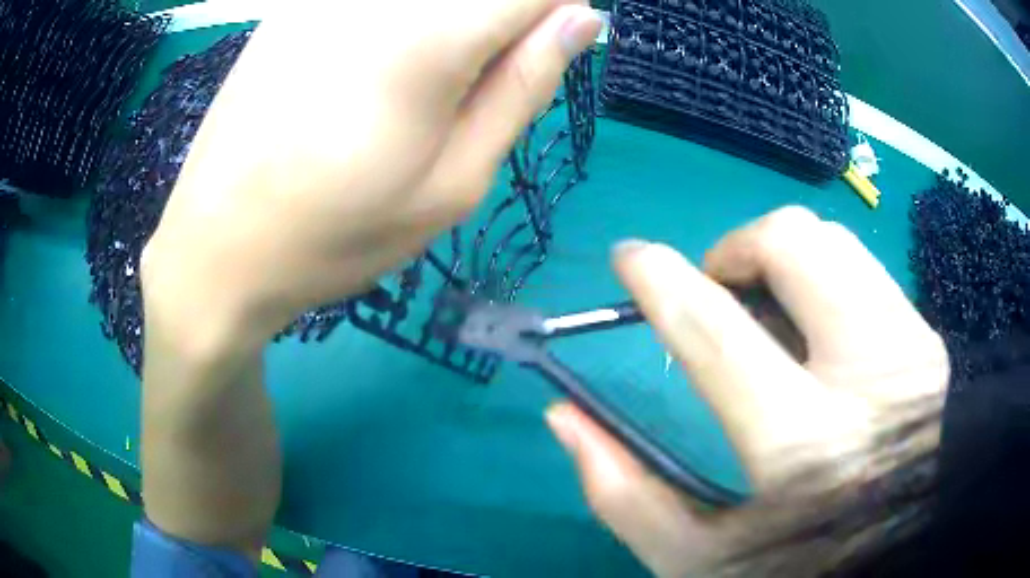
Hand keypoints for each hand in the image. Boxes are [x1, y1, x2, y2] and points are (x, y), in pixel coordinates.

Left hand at [141, 0, 602, 349]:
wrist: (216, 250)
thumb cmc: (337, 235)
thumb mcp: (452, 182)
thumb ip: (524, 85)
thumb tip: (582, 19)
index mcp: (430, 38)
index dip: (558, 8)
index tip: (546, 49)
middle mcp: (377, 0)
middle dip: (503, 22)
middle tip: (477, 83)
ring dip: (452, 24)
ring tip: (417, 90)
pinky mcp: (292, 7)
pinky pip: (375, 4)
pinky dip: (401, 24)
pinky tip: (369, 77)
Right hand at [546, 207, 947, 575]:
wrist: (902, 555)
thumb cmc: (800, 569)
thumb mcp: (697, 561)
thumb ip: (623, 494)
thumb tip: (564, 418)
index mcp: (804, 447)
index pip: (718, 330)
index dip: (660, 280)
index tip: (629, 258)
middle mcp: (869, 376)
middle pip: (793, 244)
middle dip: (734, 249)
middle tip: (719, 292)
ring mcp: (909, 347)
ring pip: (833, 240)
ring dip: (782, 258)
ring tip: (770, 310)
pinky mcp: (928, 341)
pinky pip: (864, 268)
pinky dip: (824, 278)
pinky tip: (818, 332)